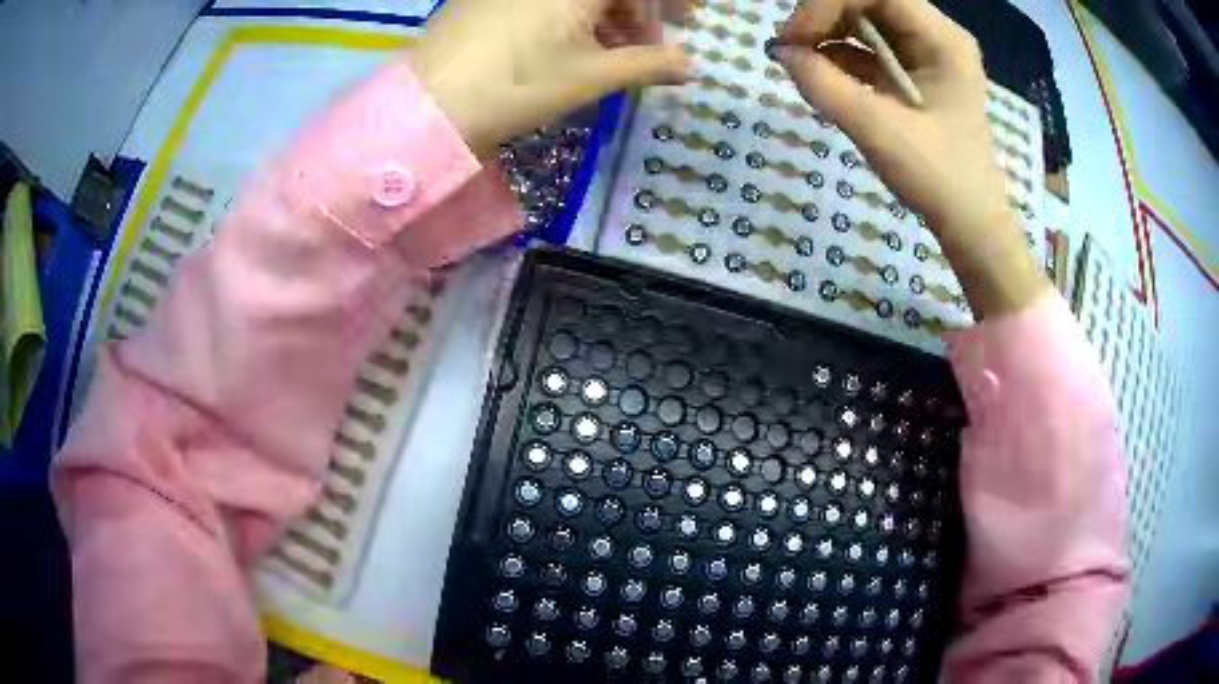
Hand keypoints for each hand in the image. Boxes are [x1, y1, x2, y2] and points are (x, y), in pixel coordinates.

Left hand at [408, 0, 690, 159]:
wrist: (430, 105)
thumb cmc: (518, 85)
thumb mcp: (591, 75)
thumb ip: (649, 64)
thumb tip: (690, 65)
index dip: (667, 2)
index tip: (687, 20)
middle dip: (638, 11)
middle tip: (650, 46)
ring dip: (606, 16)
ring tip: (615, 53)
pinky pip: (544, 1)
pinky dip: (570, 16)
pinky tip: (573, 44)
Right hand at [773, 0, 1045, 317]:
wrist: (970, 223)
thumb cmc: (937, 177)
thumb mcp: (878, 129)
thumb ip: (824, 85)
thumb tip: (780, 52)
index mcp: (943, 39)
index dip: (827, 4)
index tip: (796, 38)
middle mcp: (937, 36)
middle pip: (868, 1)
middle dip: (824, 17)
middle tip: (792, 49)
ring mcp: (928, 54)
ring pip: (866, 22)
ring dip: (829, 36)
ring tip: (803, 64)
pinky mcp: (917, 73)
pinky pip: (872, 49)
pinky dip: (843, 57)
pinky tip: (824, 77)